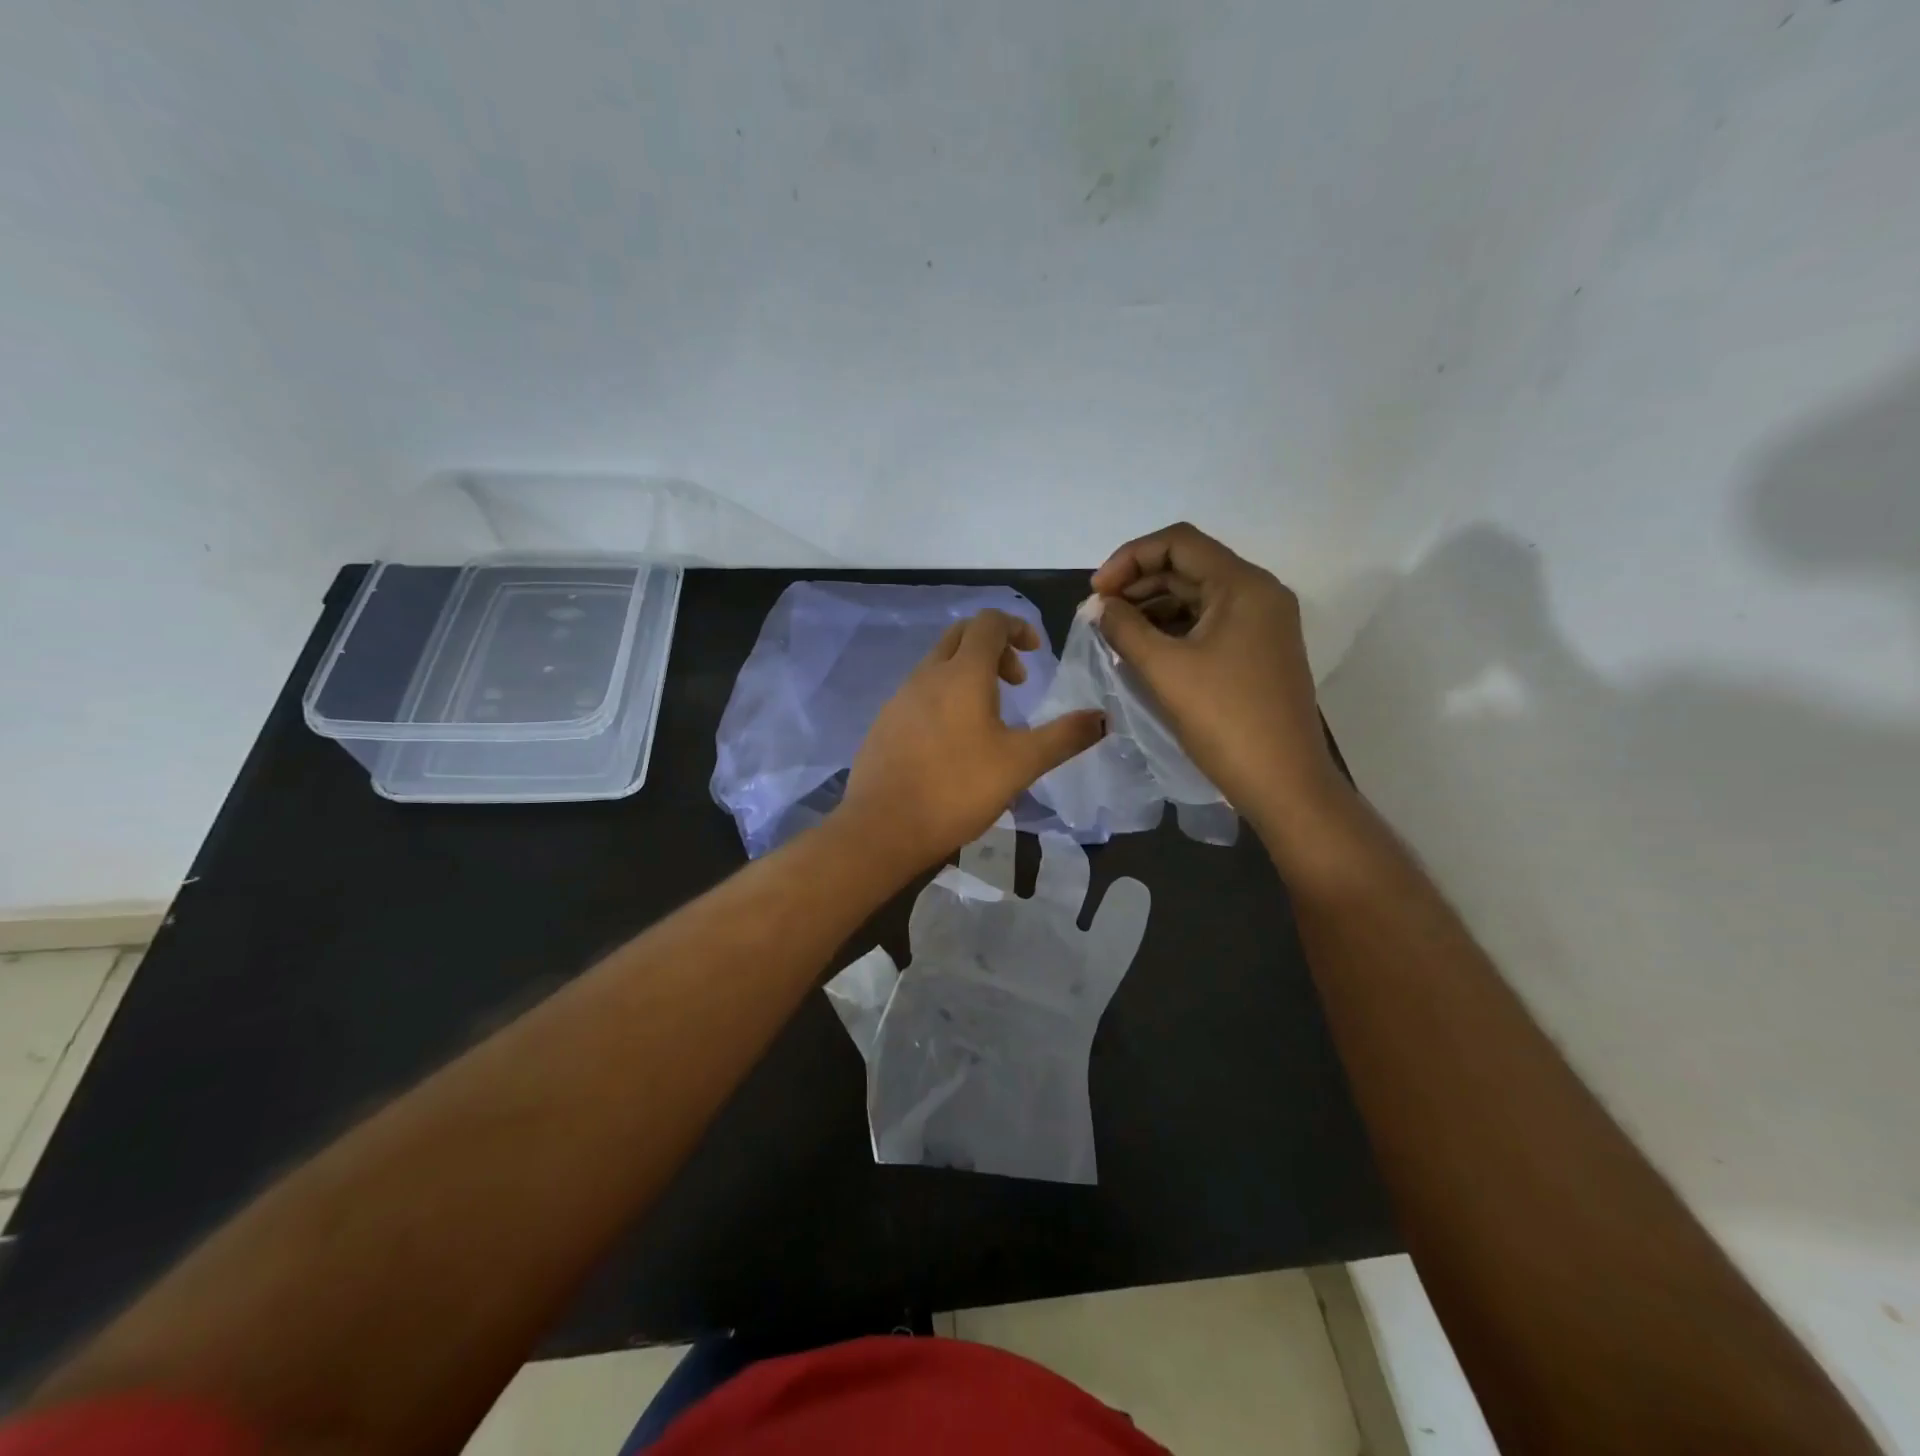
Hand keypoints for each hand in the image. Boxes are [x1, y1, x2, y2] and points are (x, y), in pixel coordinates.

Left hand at [840, 610, 1105, 873]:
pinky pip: (920, 691)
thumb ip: (1064, 737)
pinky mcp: (885, 722)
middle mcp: (927, 674)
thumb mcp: (1020, 765)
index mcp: (962, 673)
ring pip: (938, 663)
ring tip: (990, 716)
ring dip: (968, 672)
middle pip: (961, 635)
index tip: (1036, 654)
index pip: (989, 622)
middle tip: (1016, 682)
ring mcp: (900, 697)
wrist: (881, 827)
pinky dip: (945, 695)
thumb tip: (1104, 717)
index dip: (1017, 627)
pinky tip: (954, 741)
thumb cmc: (957, 790)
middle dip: (994, 646)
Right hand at [1090, 522, 1349, 842]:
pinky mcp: (1258, 651)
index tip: (1097, 593)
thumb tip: (1100, 606)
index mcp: (1243, 585)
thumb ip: (1125, 628)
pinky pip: (1209, 624)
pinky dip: (1174, 630)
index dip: (1129, 558)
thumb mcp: (1165, 669)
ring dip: (1153, 608)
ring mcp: (1262, 624)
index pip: (1178, 543)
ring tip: (1115, 634)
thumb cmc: (1224, 720)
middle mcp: (1259, 594)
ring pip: (1197, 597)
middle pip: (1188, 567)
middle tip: (1099, 614)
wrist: (1284, 782)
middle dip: (1138, 584)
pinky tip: (1145, 650)